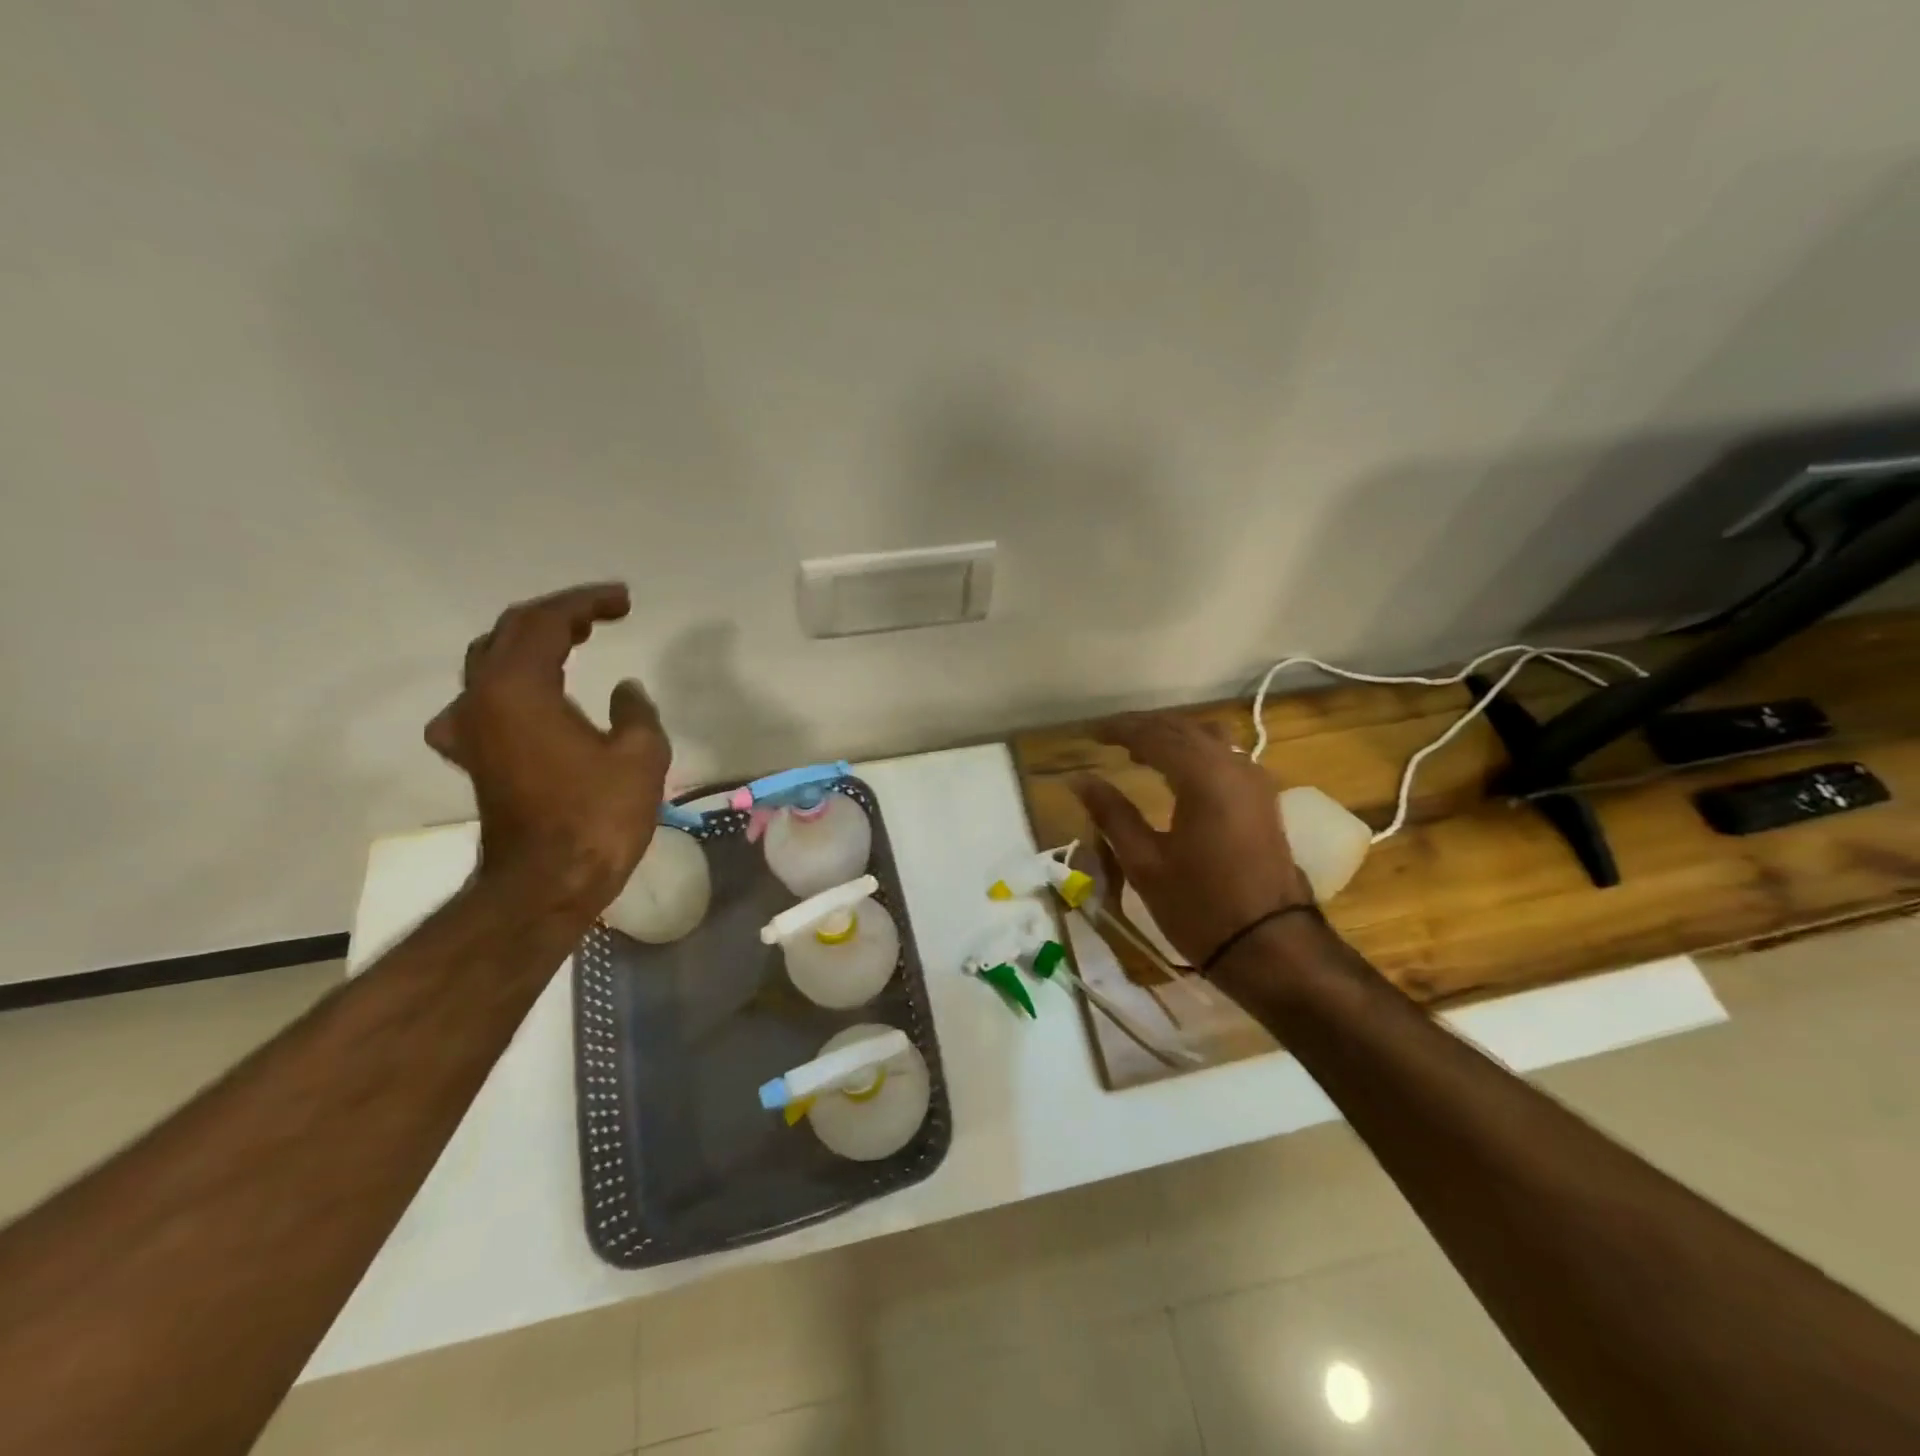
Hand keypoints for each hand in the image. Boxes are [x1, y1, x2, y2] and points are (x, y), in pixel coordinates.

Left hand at [426, 583, 669, 914]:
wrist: (545, 884)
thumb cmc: (597, 817)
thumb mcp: (641, 756)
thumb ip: (636, 711)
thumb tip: (625, 691)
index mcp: (520, 689)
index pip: (547, 621)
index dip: (587, 602)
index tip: (624, 600)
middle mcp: (483, 699)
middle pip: (511, 632)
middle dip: (559, 614)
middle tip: (604, 613)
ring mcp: (470, 729)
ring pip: (492, 662)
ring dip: (532, 643)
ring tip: (574, 641)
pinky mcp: (474, 757)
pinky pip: (484, 700)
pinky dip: (511, 683)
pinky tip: (528, 698)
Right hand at [1073, 715, 1310, 968]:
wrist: (1271, 946)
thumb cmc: (1200, 907)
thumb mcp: (1145, 863)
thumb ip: (1112, 814)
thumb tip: (1079, 780)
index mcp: (1203, 777)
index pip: (1154, 735)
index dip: (1119, 729)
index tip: (1090, 732)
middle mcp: (1233, 766)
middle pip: (1183, 729)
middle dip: (1145, 729)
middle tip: (1109, 738)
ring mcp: (1254, 781)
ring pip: (1208, 738)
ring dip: (1172, 738)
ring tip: (1139, 752)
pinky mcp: (1263, 799)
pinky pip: (1225, 757)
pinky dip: (1195, 753)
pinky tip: (1177, 773)